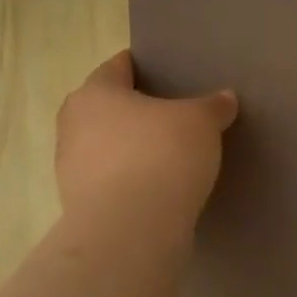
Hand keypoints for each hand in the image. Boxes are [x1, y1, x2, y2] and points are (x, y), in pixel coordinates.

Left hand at [54, 50, 237, 236]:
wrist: (131, 230)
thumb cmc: (161, 155)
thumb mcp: (201, 121)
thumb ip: (213, 106)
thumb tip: (224, 98)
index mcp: (95, 94)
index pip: (117, 67)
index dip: (142, 66)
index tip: (166, 71)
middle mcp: (74, 125)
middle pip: (107, 107)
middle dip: (136, 109)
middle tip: (172, 112)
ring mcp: (71, 168)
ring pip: (107, 145)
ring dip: (132, 147)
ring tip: (169, 152)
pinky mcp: (81, 205)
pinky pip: (112, 180)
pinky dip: (132, 178)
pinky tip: (160, 184)